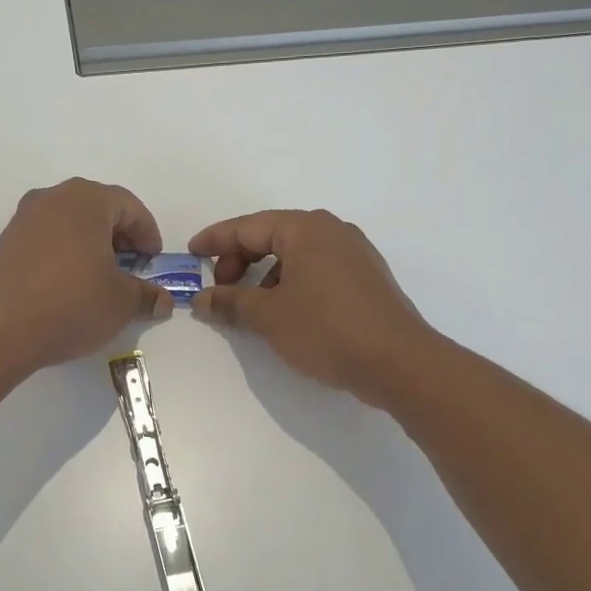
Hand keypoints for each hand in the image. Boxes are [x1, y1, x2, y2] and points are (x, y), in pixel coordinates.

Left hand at [0, 178, 172, 373]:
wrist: (0, 330)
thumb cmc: (72, 304)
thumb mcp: (121, 302)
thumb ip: (146, 295)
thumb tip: (161, 301)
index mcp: (86, 200)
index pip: (129, 206)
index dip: (148, 233)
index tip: (153, 262)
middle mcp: (52, 198)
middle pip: (97, 209)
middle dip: (119, 236)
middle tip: (131, 268)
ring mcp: (24, 219)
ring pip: (70, 223)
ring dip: (91, 245)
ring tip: (101, 279)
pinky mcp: (5, 243)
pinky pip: (46, 239)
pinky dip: (65, 254)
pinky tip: (69, 285)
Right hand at [188, 210, 432, 405]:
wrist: (399, 363)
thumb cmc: (327, 330)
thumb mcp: (269, 317)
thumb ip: (231, 302)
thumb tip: (201, 299)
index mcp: (306, 229)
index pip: (248, 227)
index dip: (215, 240)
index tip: (191, 253)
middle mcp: (331, 231)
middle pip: (272, 236)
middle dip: (240, 260)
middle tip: (221, 288)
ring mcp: (353, 253)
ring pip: (294, 254)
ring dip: (265, 275)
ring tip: (250, 306)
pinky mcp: (365, 278)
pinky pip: (316, 269)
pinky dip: (290, 283)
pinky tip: (284, 312)